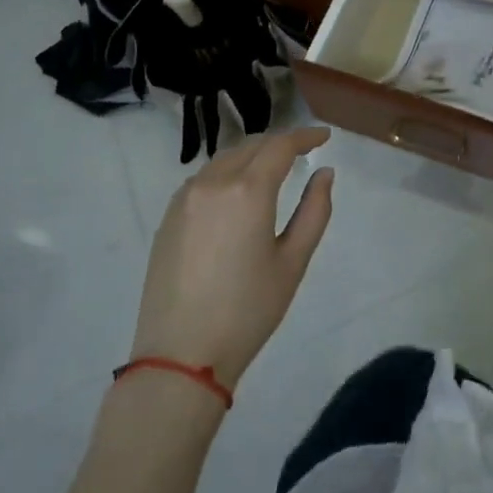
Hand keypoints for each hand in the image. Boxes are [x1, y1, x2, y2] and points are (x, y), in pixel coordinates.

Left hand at [130, 126, 334, 389]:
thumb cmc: (248, 310)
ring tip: (272, 169)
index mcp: (248, 191)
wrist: (181, 355)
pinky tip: (237, 193)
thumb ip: (314, 210)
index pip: (280, 146)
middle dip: (279, 143)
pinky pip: (203, 179)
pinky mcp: (168, 218)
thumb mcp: (293, 262)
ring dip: (251, 155)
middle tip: (303, 151)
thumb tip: (324, 173)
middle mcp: (212, 183)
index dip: (305, 136)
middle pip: (250, 146)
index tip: (324, 137)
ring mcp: (184, 200)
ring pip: (223, 159)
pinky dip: (226, 173)